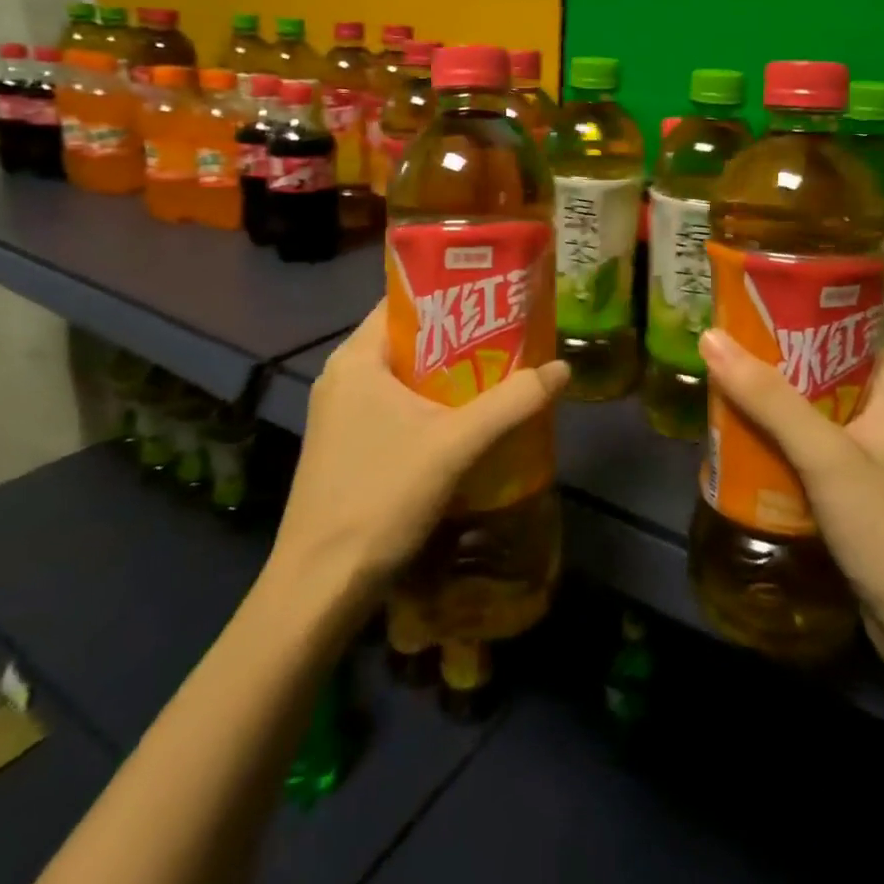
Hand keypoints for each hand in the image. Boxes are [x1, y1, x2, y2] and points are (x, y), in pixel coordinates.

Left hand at [268, 302, 569, 611]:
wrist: (320, 588)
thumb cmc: (381, 498)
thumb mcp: (455, 445)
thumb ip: (511, 402)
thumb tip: (563, 368)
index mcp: (356, 359)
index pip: (405, 302)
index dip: (453, 294)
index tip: (498, 296)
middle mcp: (342, 376)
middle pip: (409, 339)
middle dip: (460, 338)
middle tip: (512, 336)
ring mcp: (340, 413)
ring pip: (404, 377)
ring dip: (449, 375)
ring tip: (501, 372)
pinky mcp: (345, 445)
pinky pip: (395, 406)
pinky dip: (430, 404)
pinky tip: (467, 420)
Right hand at [698, 330, 883, 670]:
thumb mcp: (827, 456)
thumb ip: (769, 399)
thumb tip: (711, 337)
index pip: (845, 327)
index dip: (800, 309)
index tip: (748, 299)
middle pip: (820, 368)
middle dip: (771, 359)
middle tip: (719, 342)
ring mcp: (869, 453)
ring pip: (809, 410)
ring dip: (768, 401)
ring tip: (718, 381)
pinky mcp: (853, 489)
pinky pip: (807, 448)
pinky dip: (775, 440)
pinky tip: (737, 436)